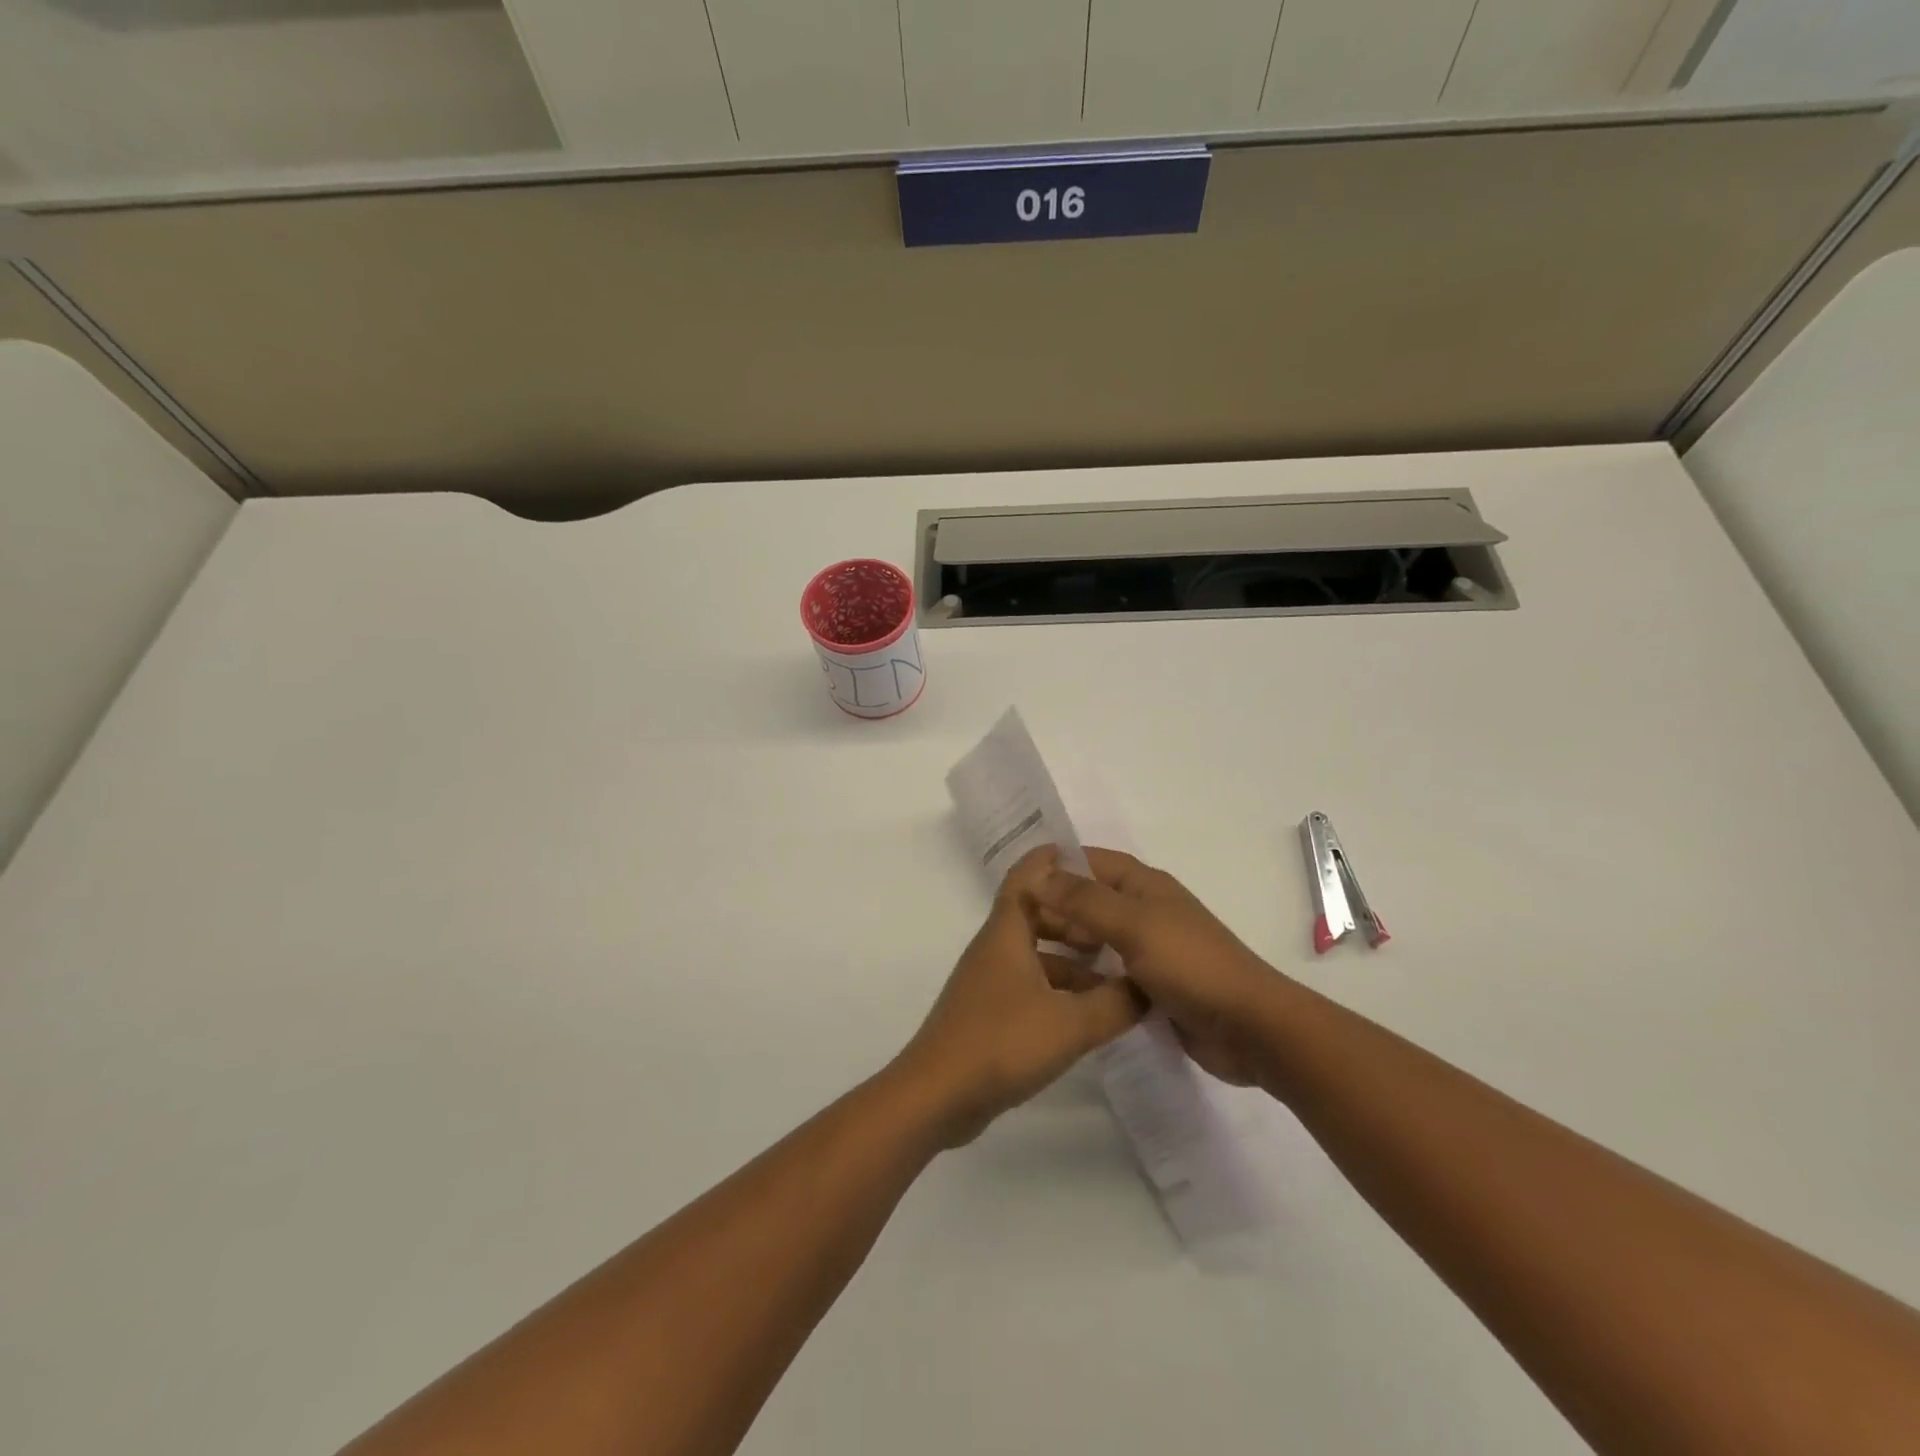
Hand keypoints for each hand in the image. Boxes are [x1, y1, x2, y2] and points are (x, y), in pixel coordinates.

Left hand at [895, 847, 1144, 1146]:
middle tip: (1118, 926)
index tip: (1094, 860)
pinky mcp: (990, 1012)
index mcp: (1007, 932)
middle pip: (1036, 913)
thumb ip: (1116, 1003)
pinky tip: (1089, 1013)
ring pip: (1035, 952)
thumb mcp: (1071, 1024)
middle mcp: (996, 948)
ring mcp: (990, 981)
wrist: (938, 1095)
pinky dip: (1059, 987)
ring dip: (1071, 957)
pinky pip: (1030, 983)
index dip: (1056, 859)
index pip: (1029, 875)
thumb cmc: (1002, 1043)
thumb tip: (1149, 987)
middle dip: (1076, 916)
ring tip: (1115, 972)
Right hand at [1033, 849, 1281, 1087]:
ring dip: (1067, 944)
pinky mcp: (1150, 986)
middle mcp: (1145, 911)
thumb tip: (1039, 875)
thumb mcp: (1134, 925)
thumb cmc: (1191, 964)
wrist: (1250, 1027)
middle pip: (1090, 900)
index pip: (1091, 862)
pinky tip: (1056, 989)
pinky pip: (1108, 973)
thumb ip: (1085, 900)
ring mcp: (1149, 950)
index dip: (1056, 866)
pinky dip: (1085, 976)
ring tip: (1024, 957)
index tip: (1015, 880)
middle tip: (1011, 925)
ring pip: (1097, 939)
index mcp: (1145, 886)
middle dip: (1054, 907)